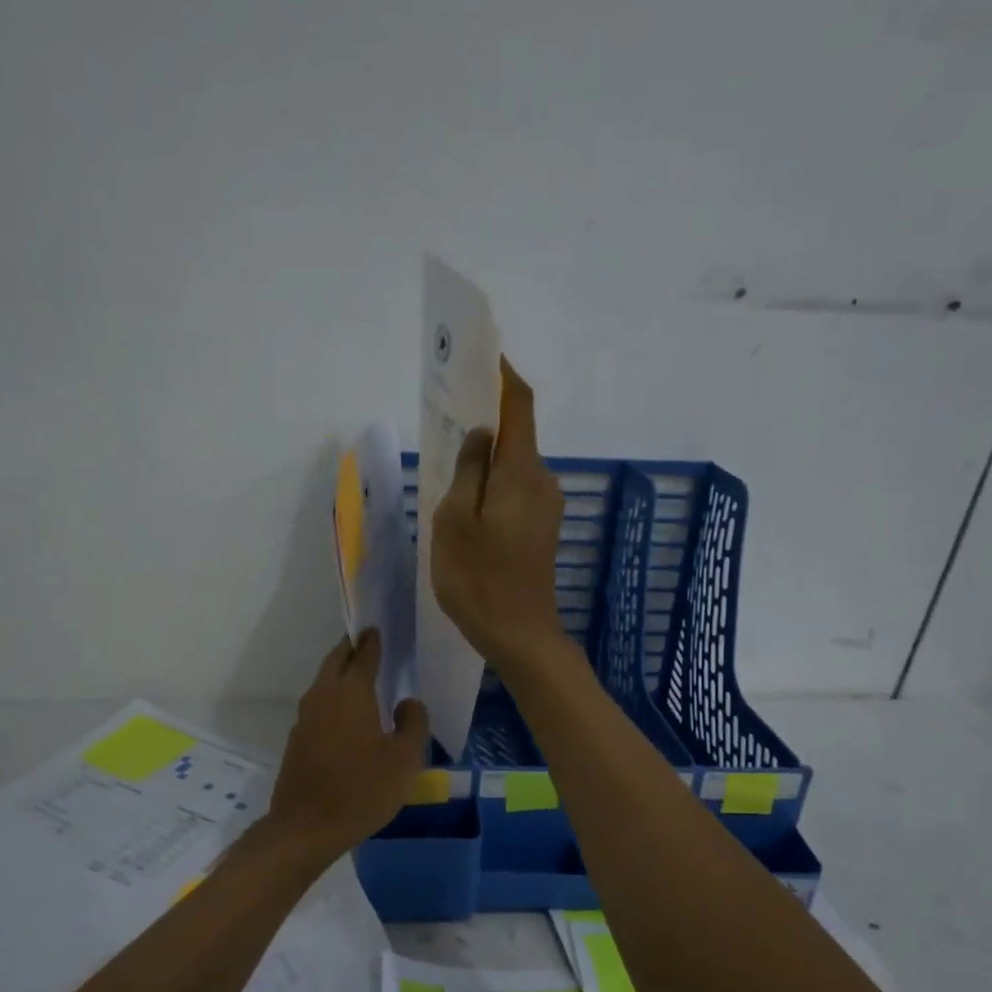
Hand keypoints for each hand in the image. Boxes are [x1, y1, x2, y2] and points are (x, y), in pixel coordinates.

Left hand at [266, 629, 430, 859]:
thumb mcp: (404, 759)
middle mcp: (323, 696)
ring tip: (362, 675)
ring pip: (324, 682)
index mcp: (351, 693)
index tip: (378, 628)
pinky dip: (333, 697)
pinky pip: (318, 705)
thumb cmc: (362, 790)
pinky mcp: (298, 739)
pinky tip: (348, 714)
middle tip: (368, 643)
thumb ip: (412, 723)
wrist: (306, 827)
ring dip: (340, 672)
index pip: (363, 654)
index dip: (373, 640)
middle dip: (351, 648)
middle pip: (336, 661)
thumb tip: (408, 702)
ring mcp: (305, 718)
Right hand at [432, 358, 567, 673]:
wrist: (519, 636)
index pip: (519, 404)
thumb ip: (468, 469)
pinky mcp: (541, 528)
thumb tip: (482, 434)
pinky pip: (514, 490)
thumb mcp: (455, 520)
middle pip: (516, 434)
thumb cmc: (478, 578)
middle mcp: (541, 480)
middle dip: (486, 419)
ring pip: (513, 466)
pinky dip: (491, 484)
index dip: (502, 376)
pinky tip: (466, 502)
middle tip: (446, 416)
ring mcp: (545, 506)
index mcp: (521, 471)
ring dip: (485, 457)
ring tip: (447, 462)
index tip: (481, 356)